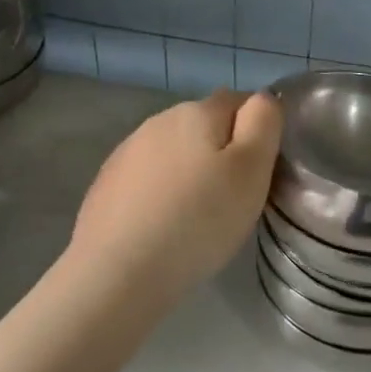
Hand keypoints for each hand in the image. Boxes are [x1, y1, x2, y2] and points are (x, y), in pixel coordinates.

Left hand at [65, 89, 281, 302]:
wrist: (117, 273)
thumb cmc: (198, 220)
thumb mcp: (251, 169)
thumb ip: (263, 122)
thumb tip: (262, 98)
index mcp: (198, 110)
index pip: (241, 100)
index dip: (257, 131)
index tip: (260, 172)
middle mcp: (160, 119)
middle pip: (206, 124)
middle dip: (223, 151)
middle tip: (233, 198)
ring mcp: (128, 150)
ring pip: (175, 150)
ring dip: (190, 171)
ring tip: (197, 216)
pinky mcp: (107, 182)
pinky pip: (148, 177)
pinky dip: (161, 192)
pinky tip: (163, 225)